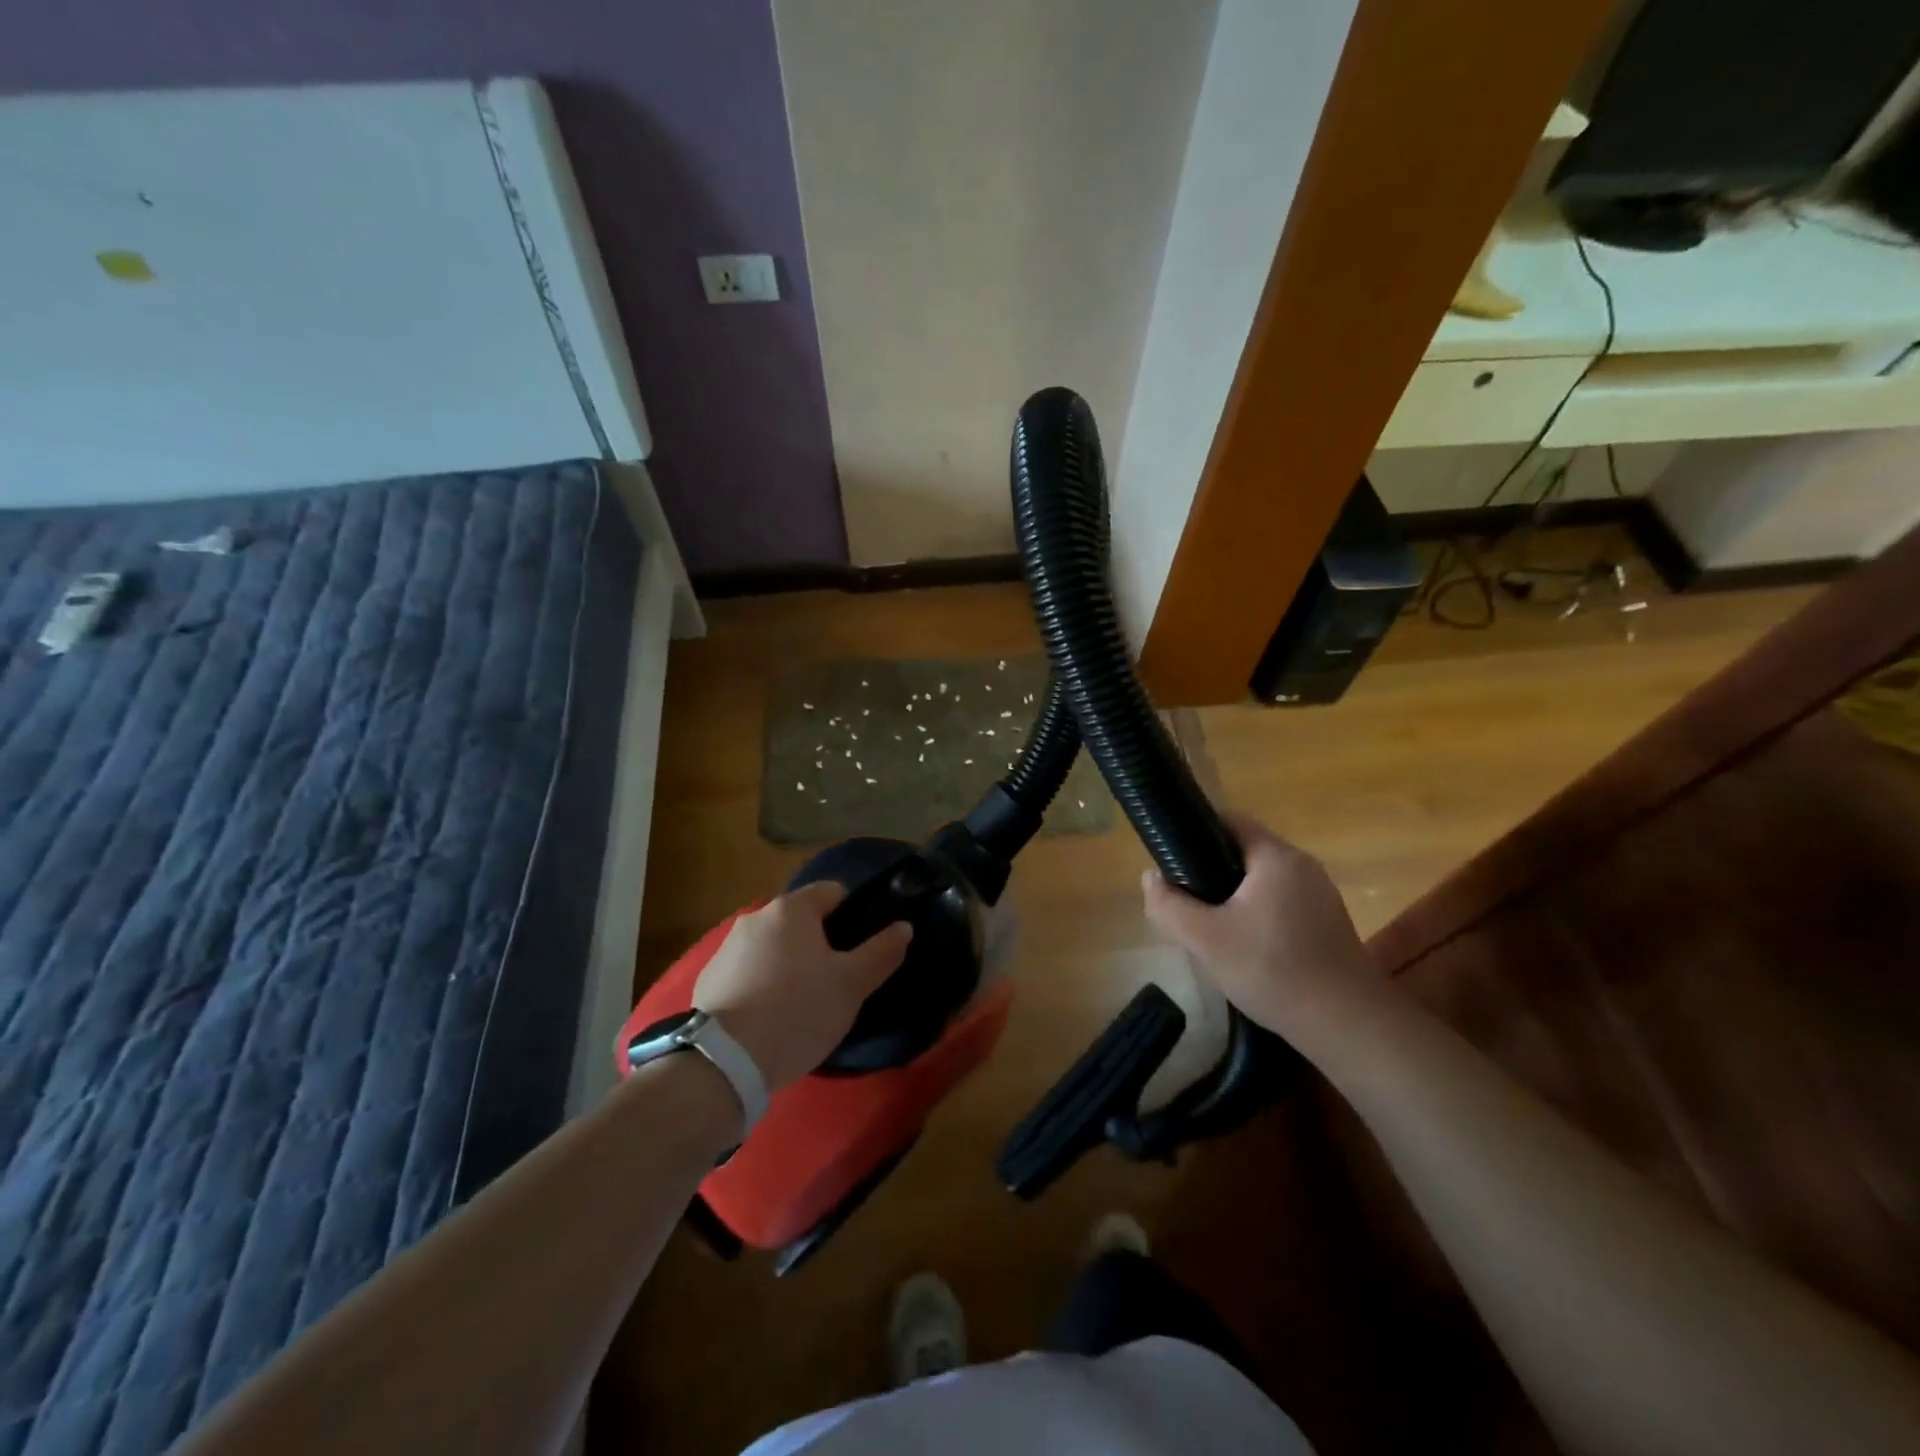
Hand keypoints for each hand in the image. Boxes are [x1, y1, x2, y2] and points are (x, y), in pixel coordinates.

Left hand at [692, 883, 912, 1091]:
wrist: (725, 1062)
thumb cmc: (798, 1011)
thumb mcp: (852, 985)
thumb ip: (881, 951)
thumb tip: (903, 926)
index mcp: (792, 909)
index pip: (833, 892)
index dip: (852, 915)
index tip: (859, 950)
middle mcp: (756, 917)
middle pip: (800, 920)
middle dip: (819, 943)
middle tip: (834, 982)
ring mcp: (726, 948)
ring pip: (772, 947)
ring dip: (787, 964)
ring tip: (800, 1005)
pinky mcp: (707, 980)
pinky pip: (747, 972)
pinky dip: (761, 985)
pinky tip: (768, 1019)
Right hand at [1142, 814, 1381, 1042]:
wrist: (1347, 1026)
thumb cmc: (1273, 971)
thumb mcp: (1205, 939)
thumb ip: (1169, 904)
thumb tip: (1151, 878)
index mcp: (1276, 857)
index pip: (1229, 821)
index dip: (1194, 832)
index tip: (1170, 858)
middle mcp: (1303, 866)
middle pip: (1245, 851)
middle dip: (1210, 869)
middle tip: (1184, 898)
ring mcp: (1320, 894)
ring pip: (1262, 880)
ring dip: (1233, 894)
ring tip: (1208, 923)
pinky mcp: (1327, 922)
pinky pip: (1281, 901)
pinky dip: (1257, 912)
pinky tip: (1244, 945)